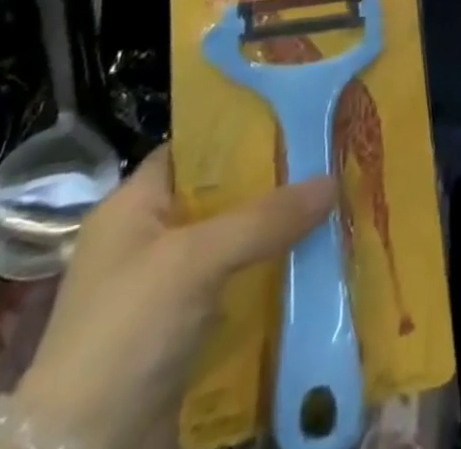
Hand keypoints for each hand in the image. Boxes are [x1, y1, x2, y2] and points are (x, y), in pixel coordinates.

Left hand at [12, 147, 335, 448]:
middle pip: (220, 198)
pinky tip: (311, 271)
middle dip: (271, 187)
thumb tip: (333, 180)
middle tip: (327, 165)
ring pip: (231, 247)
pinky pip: (232, 292)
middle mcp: (146, 241)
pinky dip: (266, 282)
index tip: (295, 123)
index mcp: (132, 206)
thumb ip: (264, 218)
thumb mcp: (196, 260)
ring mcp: (161, 292)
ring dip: (274, 238)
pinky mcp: (179, 336)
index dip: (240, 134)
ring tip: (332, 212)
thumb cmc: (127, 330)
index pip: (193, 150)